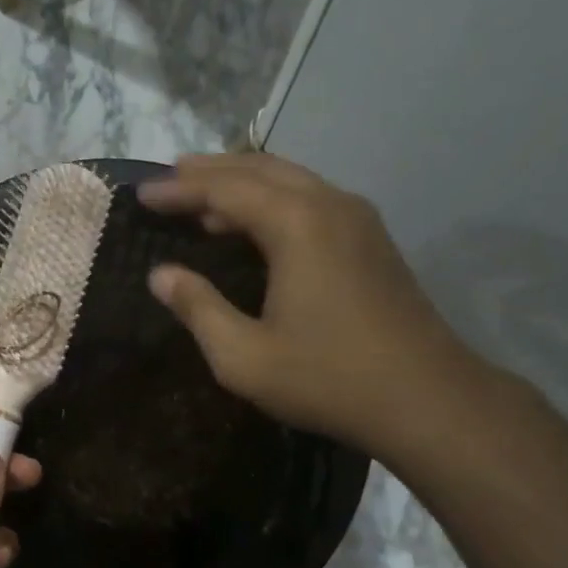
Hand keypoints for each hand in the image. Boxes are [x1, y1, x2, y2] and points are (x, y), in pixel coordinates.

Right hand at [139, 154, 479, 454]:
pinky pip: (312, 200)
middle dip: (211, 171)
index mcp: (297, 225)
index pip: (225, 189)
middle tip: (170, 178)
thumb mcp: (244, 356)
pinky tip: (257, 224)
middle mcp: (330, 205)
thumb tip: (160, 275)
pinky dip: (274, 200)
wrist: (426, 398)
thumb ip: (198, 309)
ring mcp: (359, 220)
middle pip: (261, 169)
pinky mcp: (373, 241)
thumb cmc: (327, 378)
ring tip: (204, 195)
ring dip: (244, 182)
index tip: (142, 196)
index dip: (180, 190)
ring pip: (292, 180)